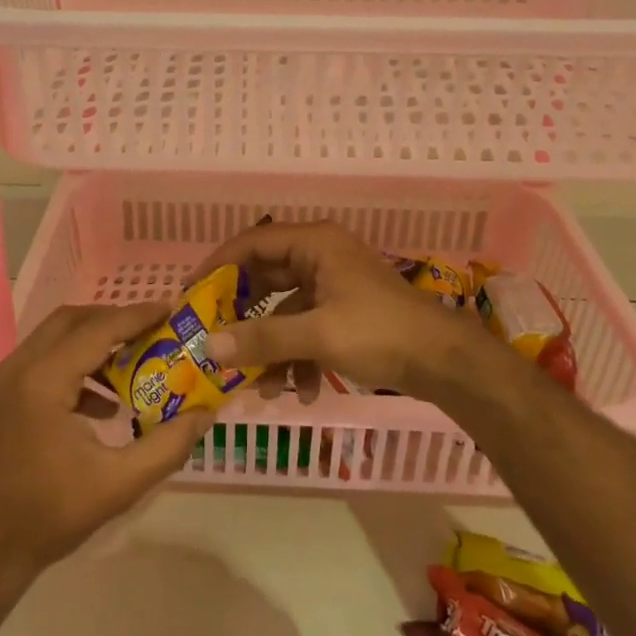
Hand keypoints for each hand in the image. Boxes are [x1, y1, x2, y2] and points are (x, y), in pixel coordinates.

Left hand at [0, 303, 210, 587]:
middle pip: (72, 321)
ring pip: (54, 339)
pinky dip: (73, 365)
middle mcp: (17, 368)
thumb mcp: (117, 485)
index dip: (137, 316)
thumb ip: (167, 446)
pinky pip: (41, 363)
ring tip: (133, 365)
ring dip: (93, 343)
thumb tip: (206, 413)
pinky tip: (101, 405)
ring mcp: (1, 382)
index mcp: (43, 381)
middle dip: (115, 320)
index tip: (171, 309)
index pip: (98, 329)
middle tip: (153, 332)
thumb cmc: (47, 518)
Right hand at [195, 220, 485, 399]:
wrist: (444, 361)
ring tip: (261, 386)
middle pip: (266, 279)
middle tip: (214, 339)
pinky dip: (298, 357)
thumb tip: (210, 347)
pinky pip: (307, 328)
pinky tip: (301, 392)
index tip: (191, 294)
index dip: (219, 266)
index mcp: (315, 244)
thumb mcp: (317, 335)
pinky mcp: (344, 312)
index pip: (252, 243)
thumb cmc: (380, 332)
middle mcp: (321, 257)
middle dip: (243, 317)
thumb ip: (262, 339)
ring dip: (272, 347)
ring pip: (285, 311)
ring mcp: (333, 285)